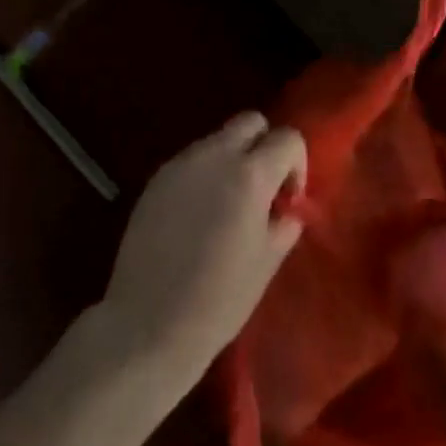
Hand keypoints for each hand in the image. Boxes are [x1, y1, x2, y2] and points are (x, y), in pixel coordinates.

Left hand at [97, 113, 306, 390]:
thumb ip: (284, 222)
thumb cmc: (220, 299)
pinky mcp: (155, 180)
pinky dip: (204, 174)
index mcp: (250, 174)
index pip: (287, 137)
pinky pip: (191, 161)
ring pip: (217, 138)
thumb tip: (286, 208)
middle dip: (264, 146)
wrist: (148, 324)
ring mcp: (180, 165)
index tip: (288, 199)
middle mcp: (215, 156)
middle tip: (262, 189)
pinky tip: (198, 215)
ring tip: (227, 205)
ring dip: (232, 159)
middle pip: (250, 121)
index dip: (296, 164)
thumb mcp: (268, 261)